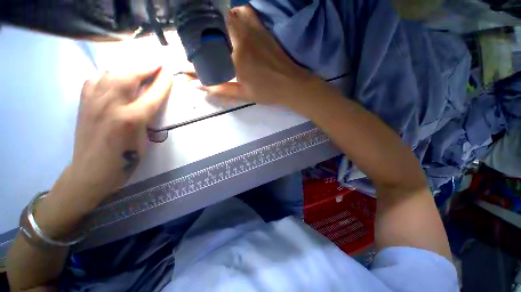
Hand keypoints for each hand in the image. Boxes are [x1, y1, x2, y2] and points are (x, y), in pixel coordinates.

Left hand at [67, 66, 171, 206]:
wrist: (90, 173)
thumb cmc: (123, 161)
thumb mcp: (143, 141)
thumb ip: (147, 118)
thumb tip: (151, 102)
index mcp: (130, 119)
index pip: (152, 94)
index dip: (162, 82)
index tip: (169, 72)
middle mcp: (110, 106)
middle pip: (129, 76)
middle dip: (145, 66)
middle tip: (157, 61)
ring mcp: (93, 103)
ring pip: (111, 74)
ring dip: (128, 67)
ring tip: (139, 66)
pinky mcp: (83, 104)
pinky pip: (95, 80)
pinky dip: (107, 74)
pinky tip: (114, 77)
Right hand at [201, 6, 318, 105]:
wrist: (292, 84)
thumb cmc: (268, 92)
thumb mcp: (243, 94)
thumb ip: (220, 88)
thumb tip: (197, 85)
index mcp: (236, 58)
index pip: (207, 49)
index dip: (194, 51)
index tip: (187, 58)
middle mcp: (242, 38)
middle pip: (214, 23)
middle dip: (202, 31)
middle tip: (199, 43)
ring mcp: (253, 30)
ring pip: (228, 13)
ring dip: (217, 21)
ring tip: (213, 34)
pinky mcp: (262, 28)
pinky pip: (245, 11)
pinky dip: (236, 13)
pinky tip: (234, 24)